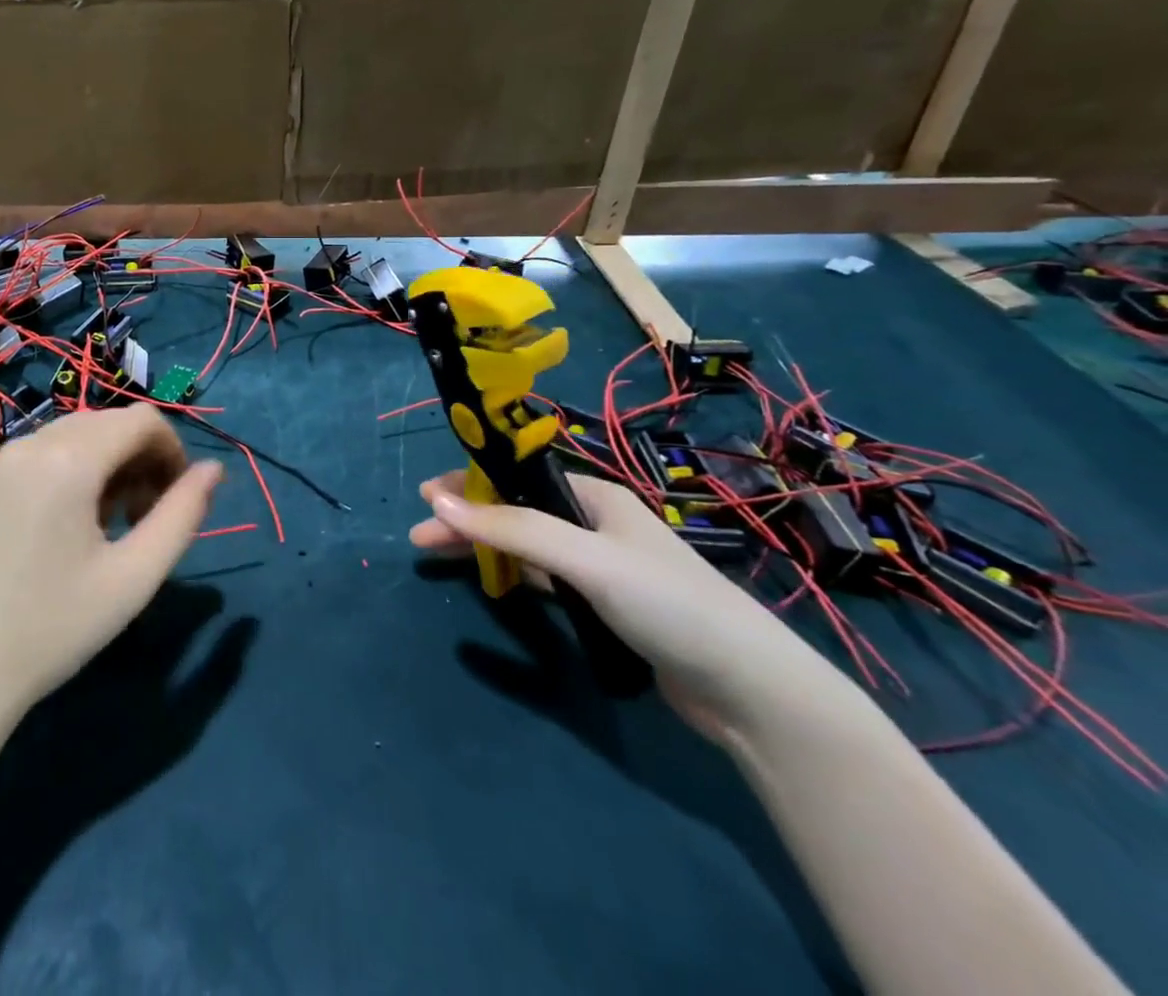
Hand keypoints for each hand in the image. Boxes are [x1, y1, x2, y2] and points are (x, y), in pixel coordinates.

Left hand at [0, 406, 223, 721]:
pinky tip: (66, 524)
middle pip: (108, 422)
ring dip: (107, 463)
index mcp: (68, 460)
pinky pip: (41, 452)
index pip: (142, 420)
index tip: (175, 499)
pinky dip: (70, 469)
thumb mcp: (135, 575)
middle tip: (143, 516)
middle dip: (140, 457)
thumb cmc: (58, 627)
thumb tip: (213, 470)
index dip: (173, 451)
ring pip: (75, 434)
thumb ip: (182, 515)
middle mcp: (30, 443)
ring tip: (109, 523)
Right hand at [411, 471, 840, 743]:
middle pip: (516, 511)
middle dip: (468, 520)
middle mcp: (595, 523)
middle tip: (420, 537)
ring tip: (440, 558)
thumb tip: (436, 502)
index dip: (469, 484)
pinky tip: (493, 584)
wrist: (750, 690)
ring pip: (528, 546)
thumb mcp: (584, 558)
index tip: (425, 499)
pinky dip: (514, 576)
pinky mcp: (607, 605)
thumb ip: (512, 529)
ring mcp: (602, 566)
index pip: (516, 478)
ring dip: (485, 548)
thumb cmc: (666, 604)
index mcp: (594, 496)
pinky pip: (545, 579)